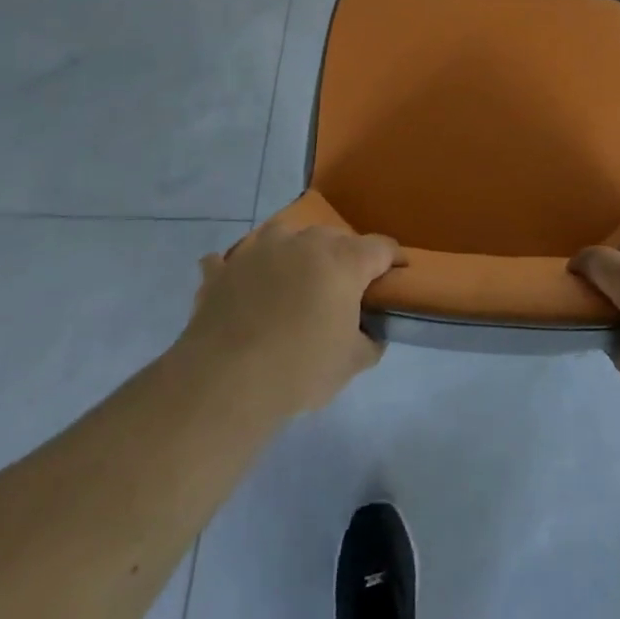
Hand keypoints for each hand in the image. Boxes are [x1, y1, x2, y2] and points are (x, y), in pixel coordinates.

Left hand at [181, 218, 404, 417]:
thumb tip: (370, 332)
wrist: (225, 382)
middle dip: (343, 259)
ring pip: (284, 236)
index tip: (397, 274)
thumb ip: (370, 340)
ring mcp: (259, 249)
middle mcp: (304, 242)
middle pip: (334, 239)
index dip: (393, 260)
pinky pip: (231, 260)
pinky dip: (237, 269)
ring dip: (292, 252)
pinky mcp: (222, 269)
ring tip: (291, 280)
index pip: (381, 247)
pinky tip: (238, 283)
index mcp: (344, 260)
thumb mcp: (353, 363)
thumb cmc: (300, 369)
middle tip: (342, 290)